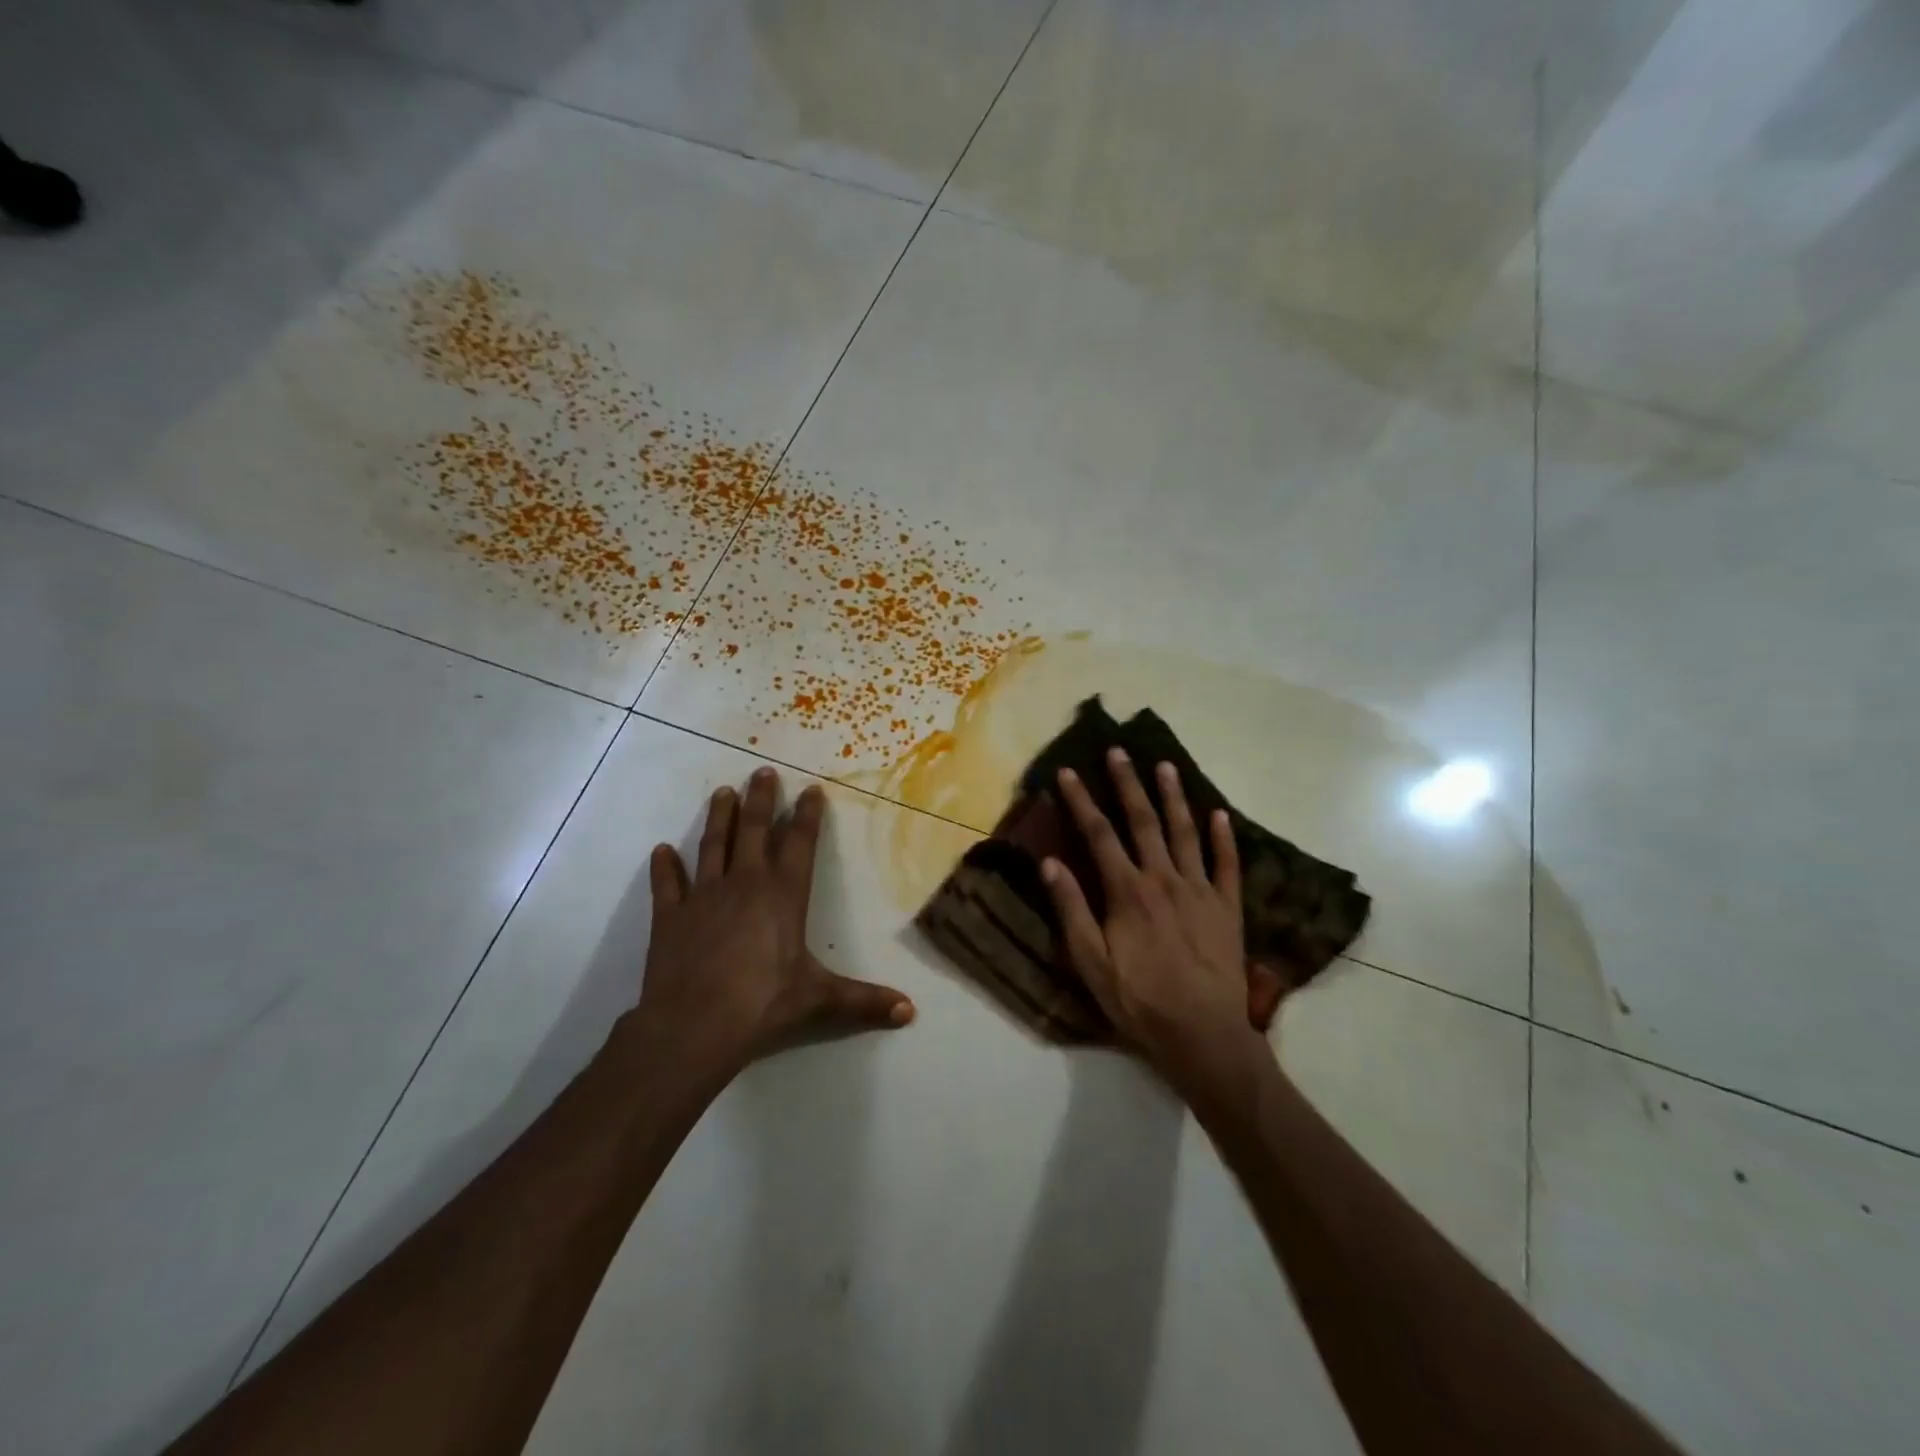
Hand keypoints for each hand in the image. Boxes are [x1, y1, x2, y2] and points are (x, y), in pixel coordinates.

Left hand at [629, 766, 914, 1077]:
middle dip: (759, 799)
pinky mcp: (669, 916)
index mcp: (783, 895)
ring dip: (718, 818)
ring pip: (712, 845)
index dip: (807, 815)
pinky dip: (664, 867)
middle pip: (752, 830)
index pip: (799, 843)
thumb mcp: (820, 1000)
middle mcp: (744, 884)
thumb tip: (910, 1012)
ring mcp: (703, 896)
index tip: (811, 789)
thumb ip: (864, 1001)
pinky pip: (667, 884)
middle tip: (761, 771)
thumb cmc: (763, 1004)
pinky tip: (661, 850)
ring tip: (721, 791)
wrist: (694, 1026)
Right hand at [1042, 749, 1264, 1085]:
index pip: (1099, 834)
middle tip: (1119, 751)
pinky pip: (1228, 865)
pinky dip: (1224, 838)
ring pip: (1186, 832)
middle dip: (1128, 784)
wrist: (1203, 1035)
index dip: (1081, 801)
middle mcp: (1164, 879)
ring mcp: (1201, 890)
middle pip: (1144, 821)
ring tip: (1166, 765)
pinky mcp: (1228, 908)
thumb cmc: (1139, 1001)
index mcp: (1127, 891)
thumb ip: (1071, 910)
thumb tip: (1050, 862)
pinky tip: (1220, 814)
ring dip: (1174, 797)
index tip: (1068, 772)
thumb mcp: (1091, 962)